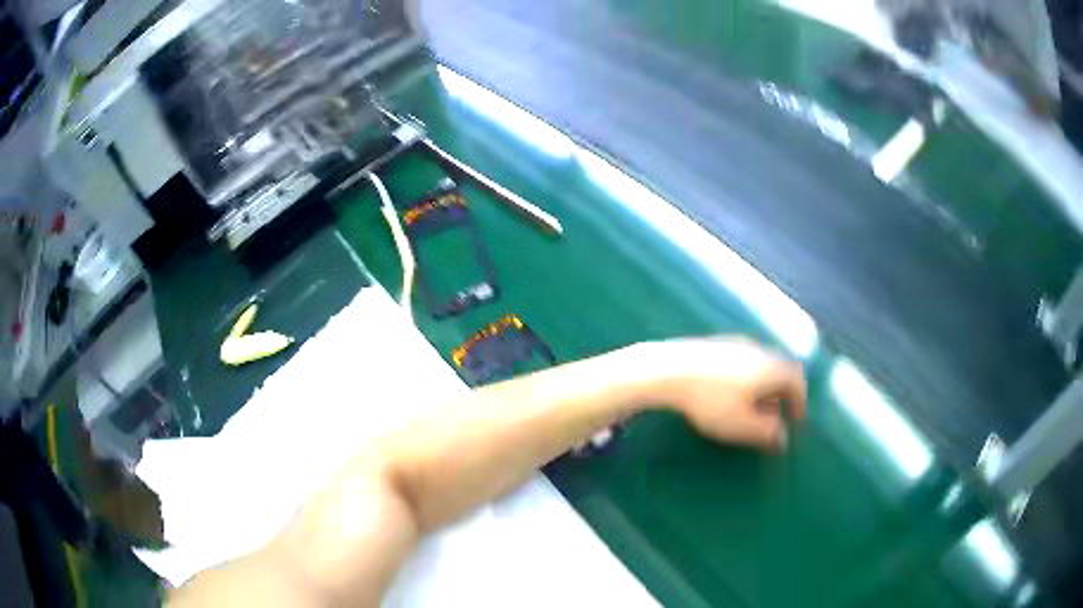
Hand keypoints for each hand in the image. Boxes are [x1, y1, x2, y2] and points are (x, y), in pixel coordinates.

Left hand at [640, 337, 806, 450]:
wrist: (668, 369)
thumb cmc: (710, 400)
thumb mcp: (741, 425)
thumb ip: (767, 433)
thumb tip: (783, 439)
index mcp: (772, 367)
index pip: (797, 381)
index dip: (799, 403)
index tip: (794, 421)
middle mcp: (760, 349)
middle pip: (782, 370)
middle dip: (782, 395)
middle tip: (776, 417)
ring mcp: (738, 342)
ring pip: (762, 365)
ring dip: (764, 387)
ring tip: (754, 408)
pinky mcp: (718, 343)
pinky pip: (744, 361)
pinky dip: (748, 378)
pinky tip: (731, 393)